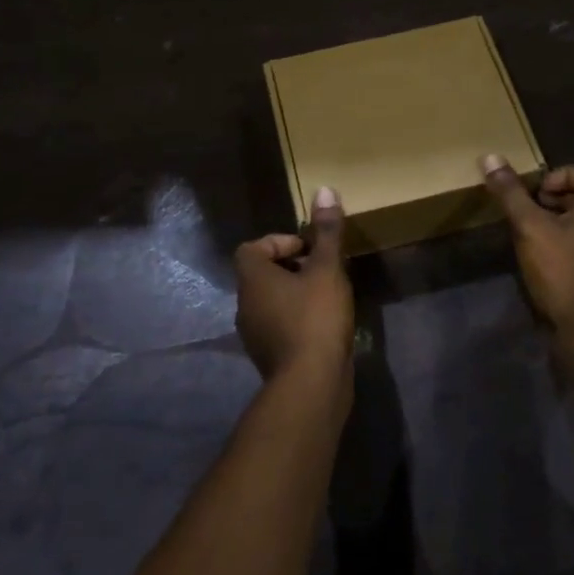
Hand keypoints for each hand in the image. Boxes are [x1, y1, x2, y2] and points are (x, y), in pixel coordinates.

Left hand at [234, 186, 355, 390]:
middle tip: (323, 269)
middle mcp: (245, 304)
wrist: (311, 385)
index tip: (309, 249)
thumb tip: (325, 189)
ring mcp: (255, 334)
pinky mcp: (269, 357)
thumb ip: (326, 232)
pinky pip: (279, 325)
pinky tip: (325, 325)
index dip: (279, 243)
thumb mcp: (326, 269)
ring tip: (328, 295)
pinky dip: (297, 319)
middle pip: (262, 274)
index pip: (252, 248)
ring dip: (295, 294)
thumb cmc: (315, 318)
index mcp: (252, 279)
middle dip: (292, 267)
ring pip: (272, 301)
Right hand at [482, 157, 573, 327]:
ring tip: (528, 230)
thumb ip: (511, 194)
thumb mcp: (529, 226)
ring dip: (555, 221)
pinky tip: (537, 257)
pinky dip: (559, 243)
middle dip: (555, 198)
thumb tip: (490, 157)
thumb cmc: (560, 268)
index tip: (538, 191)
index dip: (562, 175)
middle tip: (529, 207)